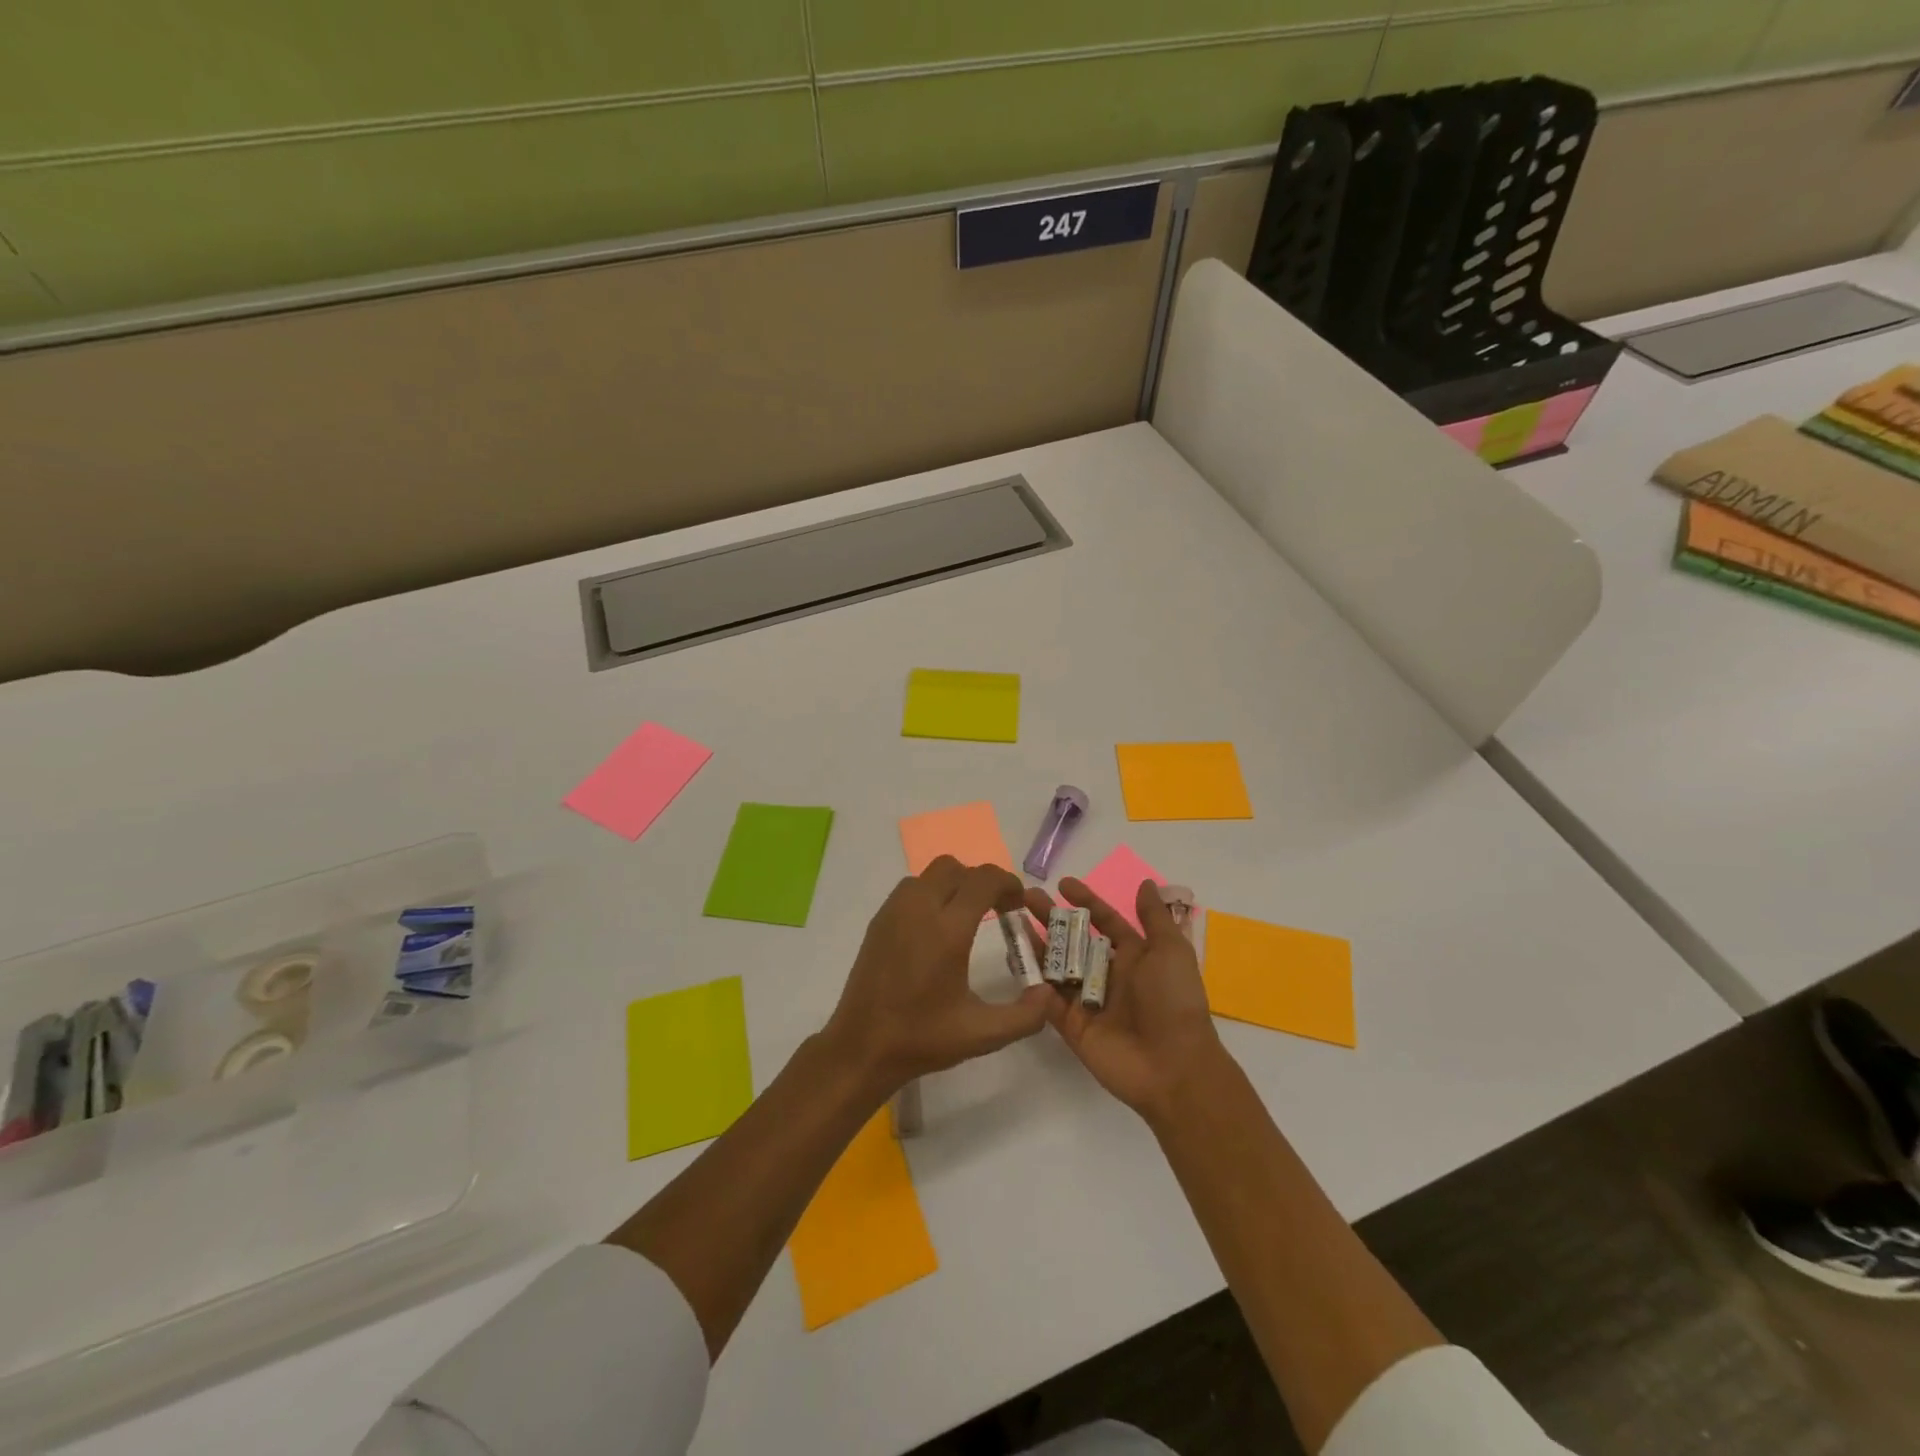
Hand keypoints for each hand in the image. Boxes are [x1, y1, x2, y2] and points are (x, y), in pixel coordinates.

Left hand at [822, 856, 1051, 1097]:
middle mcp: (919, 909)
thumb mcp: (982, 1034)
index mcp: (947, 930)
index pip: (984, 880)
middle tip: (996, 909)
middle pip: (956, 868)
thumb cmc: (922, 1038)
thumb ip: (1025, 1015)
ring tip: (966, 916)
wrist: (861, 1047)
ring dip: (954, 885)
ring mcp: (894, 912)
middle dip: (981, 881)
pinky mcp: (878, 920)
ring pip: (930, 874)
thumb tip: (1048, 993)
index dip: (1008, 883)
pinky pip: (910, 889)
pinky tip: (936, 929)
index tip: (1018, 904)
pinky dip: (930, 894)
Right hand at [1025, 876, 1227, 1121]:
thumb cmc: (1173, 1001)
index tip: (1062, 884)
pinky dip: (1031, 981)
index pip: (1104, 921)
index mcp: (1133, 956)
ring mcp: (1086, 1000)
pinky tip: (1013, 959)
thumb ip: (1154, 917)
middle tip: (1025, 897)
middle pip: (1073, 940)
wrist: (1173, 1066)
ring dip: (1035, 944)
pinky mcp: (1071, 1025)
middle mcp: (1107, 974)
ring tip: (1012, 922)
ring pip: (1055, 966)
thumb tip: (1145, 883)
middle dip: (1051, 918)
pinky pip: (1046, 999)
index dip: (1085, 901)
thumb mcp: (1171, 951)